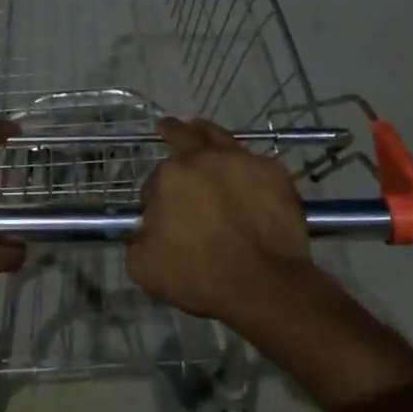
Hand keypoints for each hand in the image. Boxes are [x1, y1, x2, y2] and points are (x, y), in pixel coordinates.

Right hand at [129, 117, 319, 322]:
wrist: (265, 284)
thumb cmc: (200, 276)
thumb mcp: (144, 267)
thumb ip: (137, 239)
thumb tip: (146, 229)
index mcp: (169, 177)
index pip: (154, 182)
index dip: (155, 200)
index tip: (162, 218)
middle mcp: (204, 158)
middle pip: (183, 137)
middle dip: (172, 132)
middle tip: (168, 126)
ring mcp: (243, 161)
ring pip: (219, 138)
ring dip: (205, 134)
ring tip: (200, 129)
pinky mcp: (274, 172)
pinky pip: (254, 162)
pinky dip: (245, 166)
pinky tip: (245, 174)